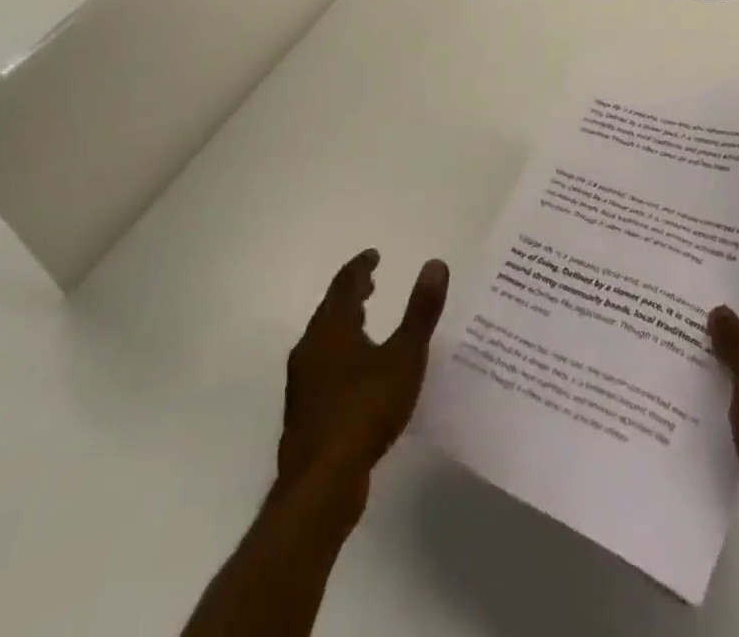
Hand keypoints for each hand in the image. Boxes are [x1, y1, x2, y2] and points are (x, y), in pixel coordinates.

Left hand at [276, 248, 449, 501]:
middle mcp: (311, 347)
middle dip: (351, 294)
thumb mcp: (405, 357)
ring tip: (364, 320)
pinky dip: (339, 352)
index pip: (345, 284)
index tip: (374, 256)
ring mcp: (302, 381)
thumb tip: (435, 264)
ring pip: (323, 338)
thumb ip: (421, 311)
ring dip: (343, 323)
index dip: (360, 267)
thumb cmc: (365, 410)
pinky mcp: (303, 410)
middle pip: (330, 309)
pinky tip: (355, 372)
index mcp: (333, 328)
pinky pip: (321, 365)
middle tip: (371, 283)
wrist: (320, 483)